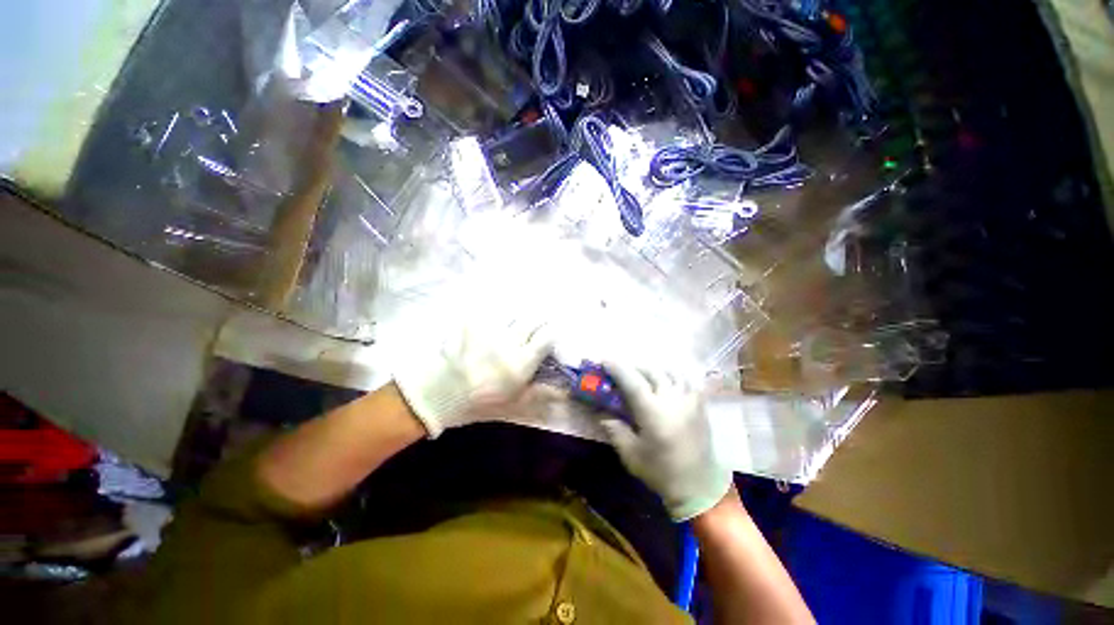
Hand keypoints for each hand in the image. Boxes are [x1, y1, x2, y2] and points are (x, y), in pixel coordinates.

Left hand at [392, 310, 553, 437]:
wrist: (442, 393)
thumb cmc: (482, 401)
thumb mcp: (515, 402)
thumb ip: (541, 393)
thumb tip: (565, 391)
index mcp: (521, 363)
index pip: (547, 336)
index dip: (551, 334)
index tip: (548, 337)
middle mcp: (509, 343)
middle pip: (533, 319)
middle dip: (537, 321)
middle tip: (532, 329)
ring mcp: (489, 331)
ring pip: (513, 314)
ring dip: (515, 320)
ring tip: (509, 329)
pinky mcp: (473, 323)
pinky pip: (489, 312)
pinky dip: (492, 316)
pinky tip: (490, 326)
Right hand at [600, 361, 731, 520]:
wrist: (699, 486)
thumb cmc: (661, 471)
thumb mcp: (631, 454)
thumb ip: (615, 429)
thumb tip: (602, 413)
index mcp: (653, 412)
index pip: (632, 381)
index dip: (617, 368)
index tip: (605, 360)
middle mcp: (672, 399)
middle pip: (651, 371)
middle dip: (633, 367)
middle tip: (621, 371)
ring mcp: (689, 400)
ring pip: (670, 372)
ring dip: (653, 370)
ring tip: (644, 376)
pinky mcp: (700, 404)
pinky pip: (686, 380)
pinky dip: (673, 376)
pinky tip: (667, 383)